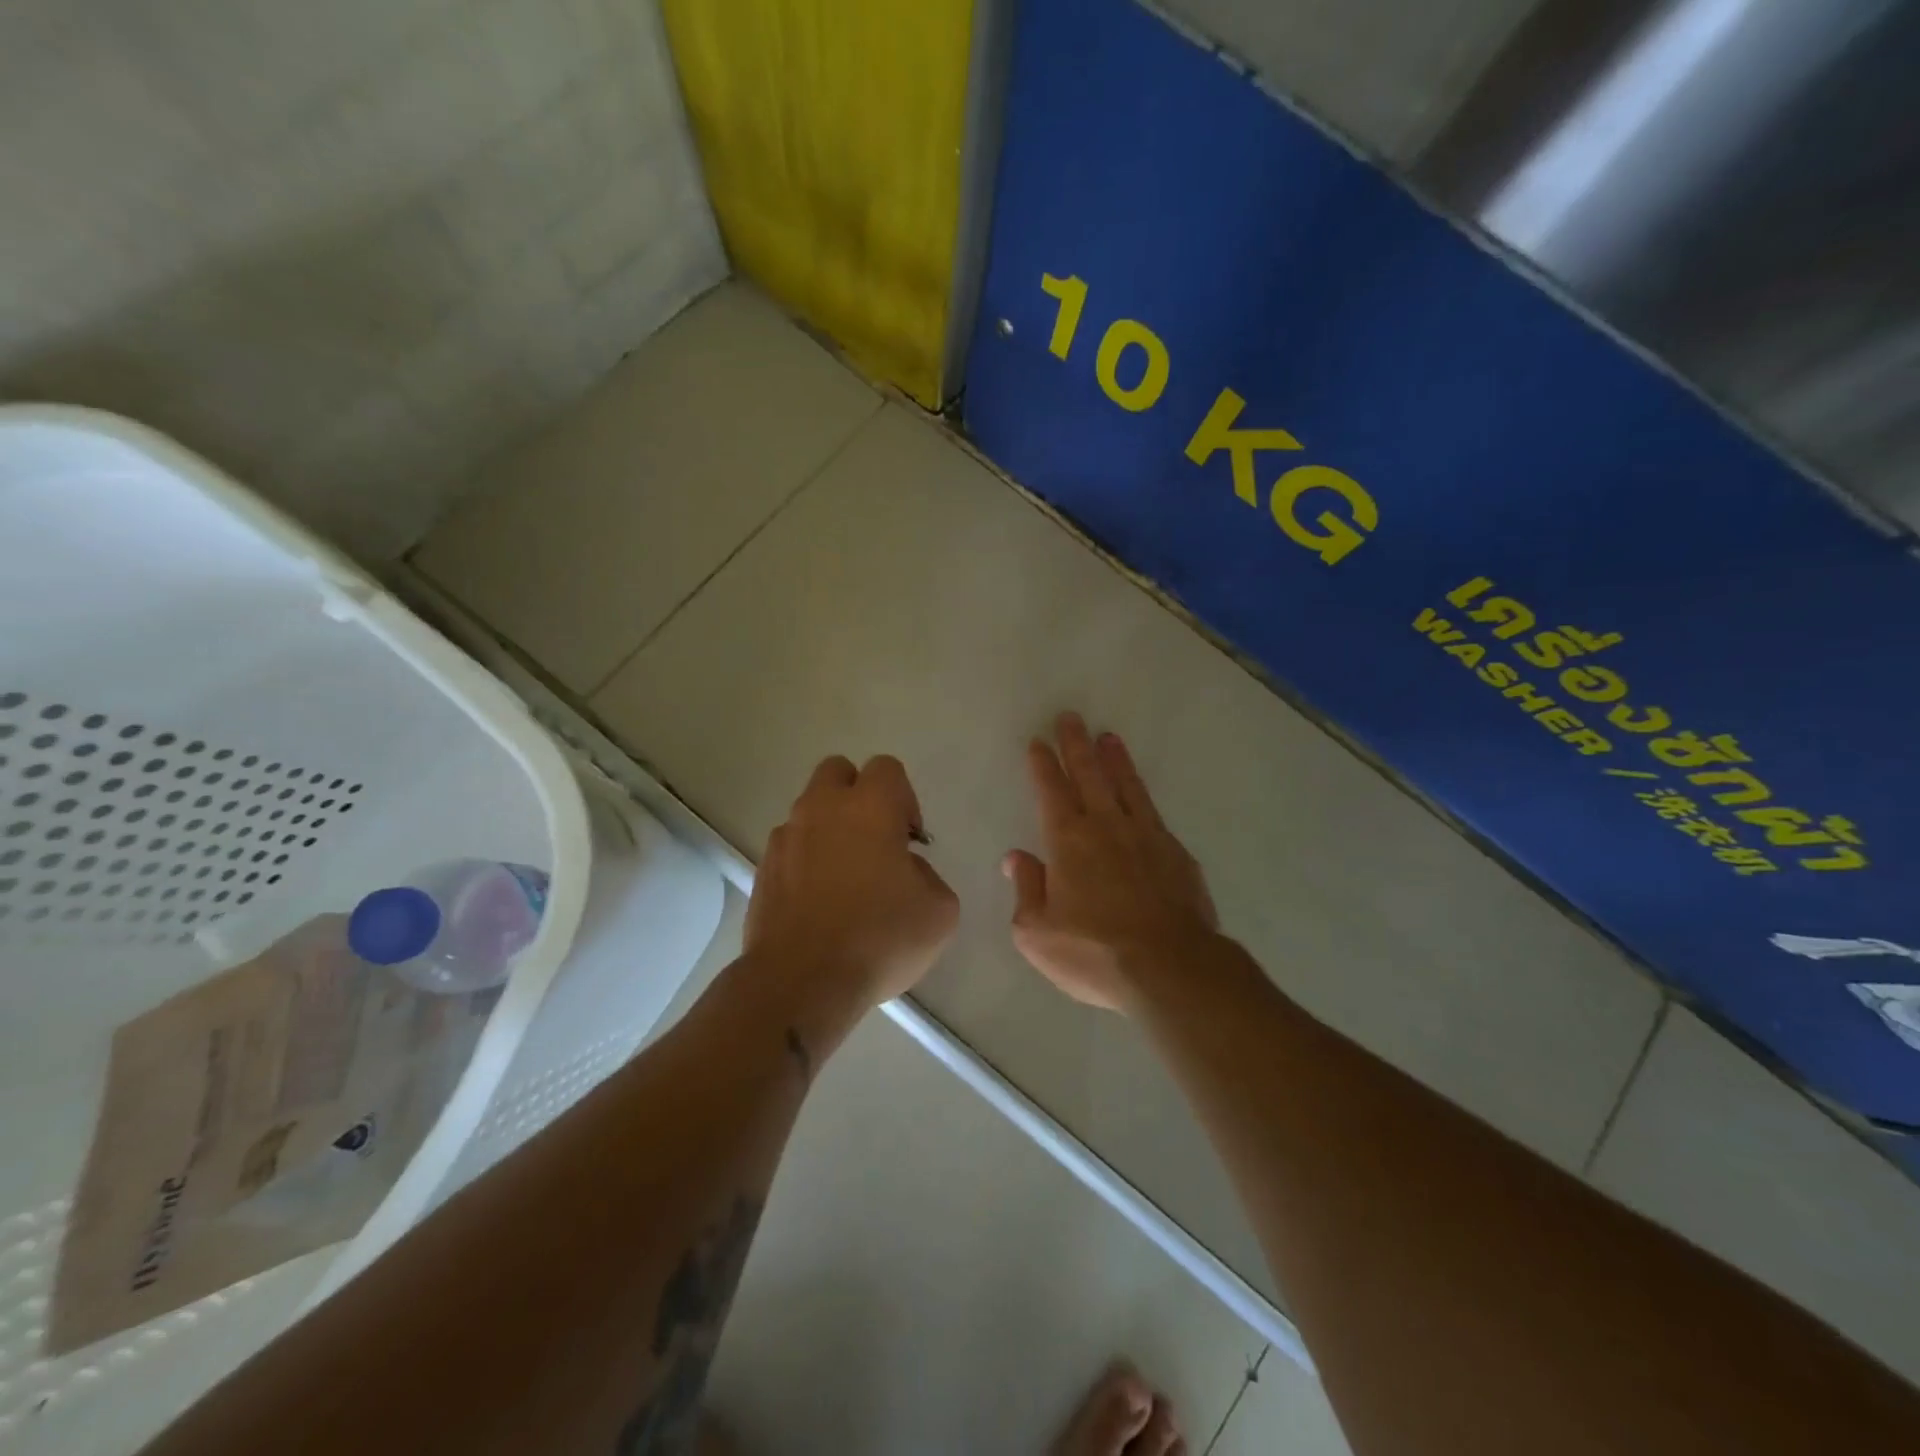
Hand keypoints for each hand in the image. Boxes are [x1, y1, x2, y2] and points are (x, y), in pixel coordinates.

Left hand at [746, 755, 958, 1022]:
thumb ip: (928, 874)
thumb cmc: (879, 937)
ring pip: (810, 810)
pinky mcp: (763, 868)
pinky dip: (805, 861)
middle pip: (838, 771)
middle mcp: (822, 808)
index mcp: (870, 806)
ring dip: (829, 829)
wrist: (801, 981)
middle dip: (858, 795)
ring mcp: (786, 837)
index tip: (910, 840)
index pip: (887, 768)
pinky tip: (818, 902)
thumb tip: (904, 869)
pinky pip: (790, 847)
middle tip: (875, 841)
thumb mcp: (939, 911)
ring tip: (845, 879)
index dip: (905, 798)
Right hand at [1004, 714, 1220, 1013]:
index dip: (1043, 765)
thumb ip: (1026, 889)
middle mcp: (1106, 827)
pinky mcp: (1176, 854)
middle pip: (1089, 775)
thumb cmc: (1094, 953)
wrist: (1170, 969)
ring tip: (1109, 737)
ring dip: (1115, 760)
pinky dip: (1143, 795)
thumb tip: (1017, 857)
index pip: (1051, 791)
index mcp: (1068, 841)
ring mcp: (1146, 837)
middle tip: (1070, 717)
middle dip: (1076, 744)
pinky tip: (1141, 795)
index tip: (1039, 741)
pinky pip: (1154, 814)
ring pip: (1127, 786)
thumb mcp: (1037, 932)